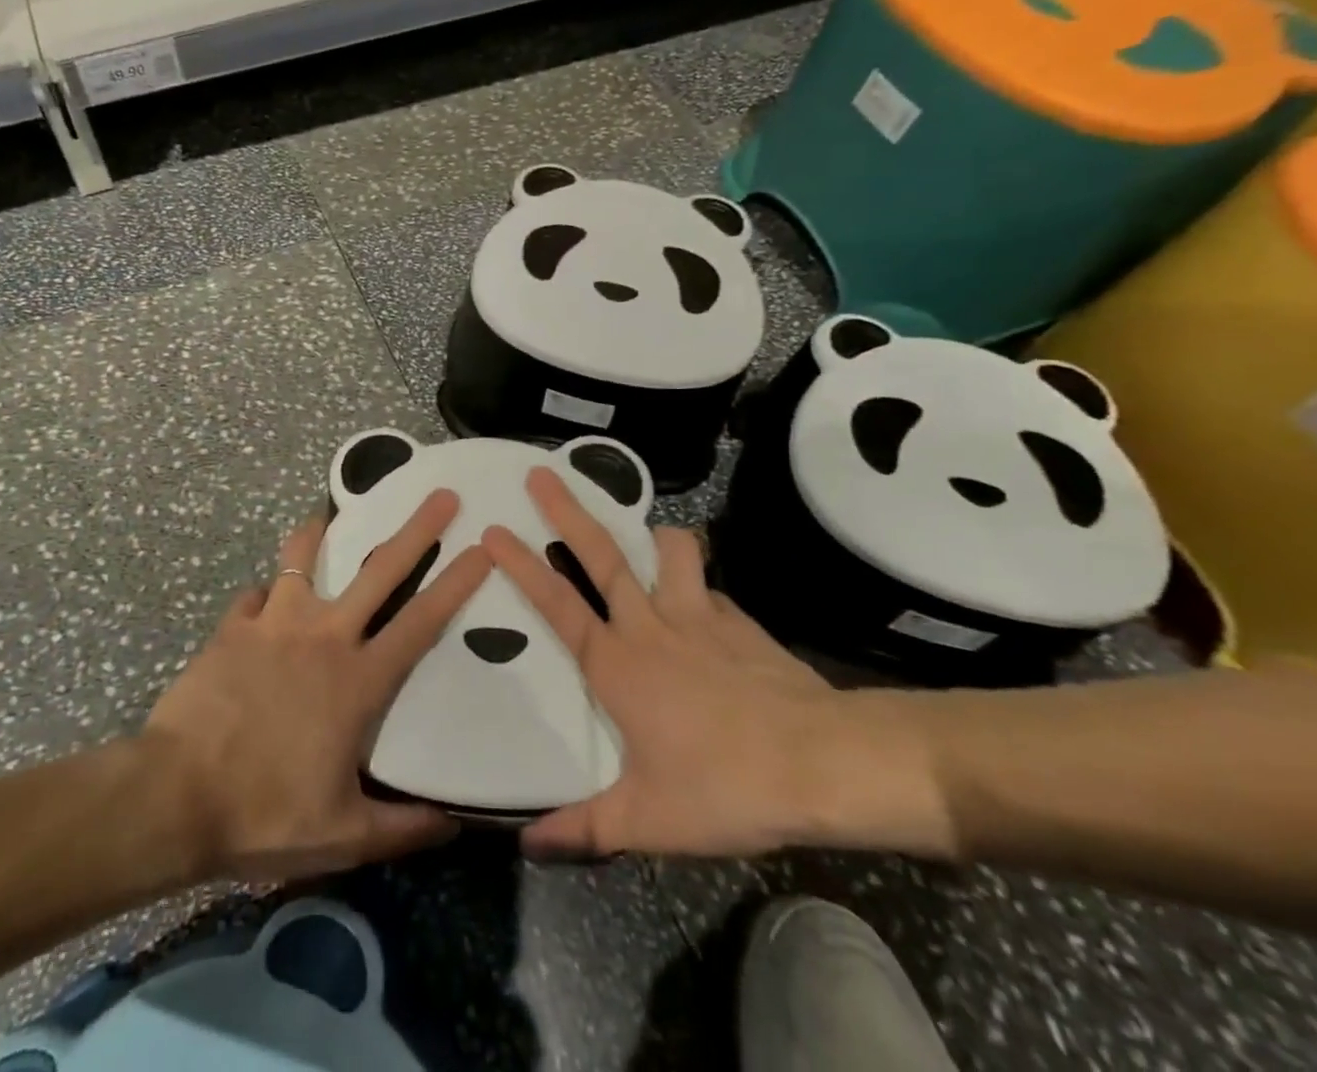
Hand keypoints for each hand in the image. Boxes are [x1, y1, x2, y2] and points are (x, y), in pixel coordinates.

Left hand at [144, 490, 491, 882]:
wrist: (174, 797)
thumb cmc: (265, 814)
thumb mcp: (344, 836)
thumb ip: (403, 827)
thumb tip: (454, 823)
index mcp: (358, 680)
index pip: (422, 622)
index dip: (457, 583)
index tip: (482, 548)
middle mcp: (323, 636)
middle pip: (379, 570)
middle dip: (416, 529)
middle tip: (441, 496)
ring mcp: (274, 624)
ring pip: (303, 559)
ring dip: (319, 534)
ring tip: (327, 517)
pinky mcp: (233, 627)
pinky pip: (256, 595)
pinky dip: (266, 594)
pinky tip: (265, 601)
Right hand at [483, 469, 950, 861]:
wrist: (823, 764)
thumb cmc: (724, 786)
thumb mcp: (647, 820)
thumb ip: (584, 828)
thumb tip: (526, 844)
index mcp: (617, 664)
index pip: (556, 603)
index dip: (521, 565)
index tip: (493, 529)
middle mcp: (650, 625)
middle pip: (602, 554)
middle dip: (568, 510)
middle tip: (542, 473)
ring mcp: (699, 616)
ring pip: (670, 551)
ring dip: (654, 536)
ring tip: (646, 535)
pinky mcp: (740, 621)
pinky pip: (712, 589)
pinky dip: (701, 586)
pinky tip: (707, 608)